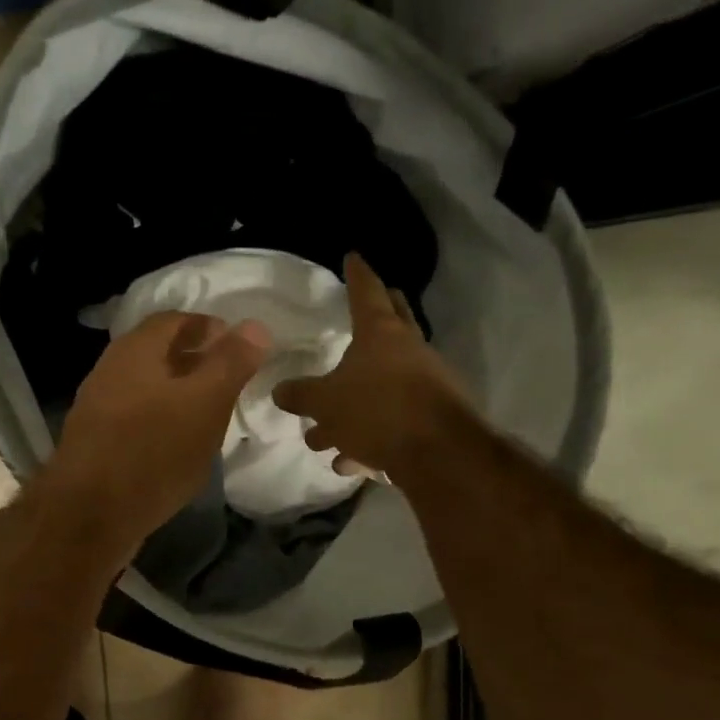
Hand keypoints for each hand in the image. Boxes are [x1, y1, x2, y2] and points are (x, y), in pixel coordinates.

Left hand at [45, 311, 270, 549]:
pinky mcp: (96, 443)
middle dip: (195, 359)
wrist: (88, 516)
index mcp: (135, 350)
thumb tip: (254, 326)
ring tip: (211, 413)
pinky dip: (162, 420)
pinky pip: (136, 418)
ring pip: (147, 387)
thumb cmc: (153, 451)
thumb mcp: (205, 403)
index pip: (175, 320)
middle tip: (230, 379)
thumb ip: (230, 363)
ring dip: (179, 393)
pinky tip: (179, 445)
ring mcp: (99, 408)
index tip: (238, 346)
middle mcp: (111, 370)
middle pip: (158, 352)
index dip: (209, 327)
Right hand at [273, 253, 472, 478]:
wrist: (439, 454)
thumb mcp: (325, 403)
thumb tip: (279, 391)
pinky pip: (393, 421)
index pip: (366, 292)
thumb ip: (300, 395)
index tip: (353, 257)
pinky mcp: (431, 418)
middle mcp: (408, 351)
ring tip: (325, 432)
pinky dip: (370, 438)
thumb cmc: (378, 411)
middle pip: (392, 323)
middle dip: (379, 313)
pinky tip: (350, 463)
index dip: (357, 274)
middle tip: (373, 301)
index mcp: (381, 334)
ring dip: (357, 402)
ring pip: (385, 384)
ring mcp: (425, 384)